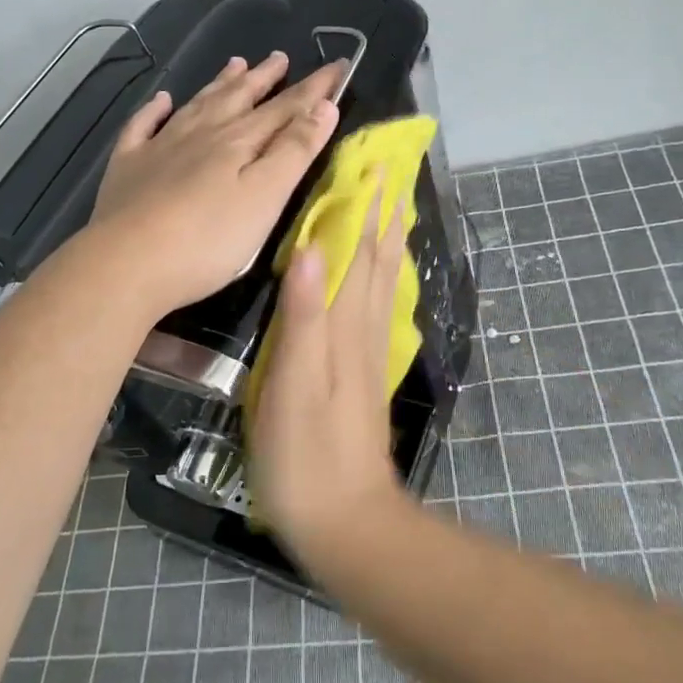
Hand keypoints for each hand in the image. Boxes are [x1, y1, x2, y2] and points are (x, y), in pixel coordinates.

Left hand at [90, 52, 343, 316]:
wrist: (126, 263)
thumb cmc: (208, 240)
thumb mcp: (265, 197)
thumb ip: (295, 151)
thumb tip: (323, 107)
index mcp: (238, 142)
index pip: (285, 108)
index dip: (313, 89)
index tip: (337, 66)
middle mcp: (201, 134)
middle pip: (238, 99)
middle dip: (264, 78)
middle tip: (279, 57)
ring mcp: (160, 148)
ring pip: (196, 105)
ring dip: (219, 84)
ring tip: (235, 63)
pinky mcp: (128, 168)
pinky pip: (142, 127)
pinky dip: (154, 110)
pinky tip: (161, 100)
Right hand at [248, 187, 412, 560]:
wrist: (346, 520)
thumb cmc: (307, 455)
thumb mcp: (293, 385)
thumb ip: (302, 316)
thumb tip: (308, 246)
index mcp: (344, 325)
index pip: (357, 251)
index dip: (363, 205)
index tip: (369, 161)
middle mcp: (362, 329)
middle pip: (376, 258)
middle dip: (381, 210)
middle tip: (386, 167)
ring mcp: (366, 351)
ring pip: (379, 279)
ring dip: (385, 236)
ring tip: (389, 203)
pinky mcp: (362, 372)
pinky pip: (374, 304)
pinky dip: (378, 274)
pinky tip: (376, 271)